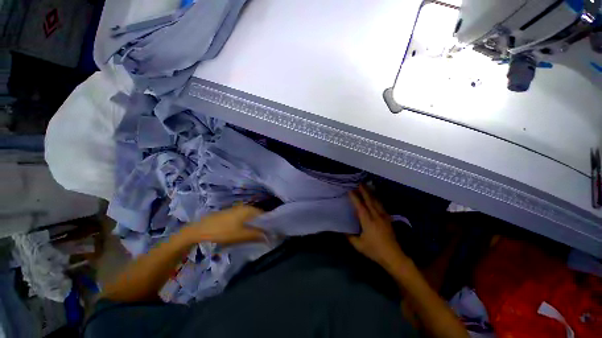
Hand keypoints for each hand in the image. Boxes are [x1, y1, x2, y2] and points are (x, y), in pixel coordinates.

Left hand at [183, 205, 265, 244]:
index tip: (271, 233)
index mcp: (249, 209)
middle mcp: (245, 207)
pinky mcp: (231, 214)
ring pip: (251, 218)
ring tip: (255, 236)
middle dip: (261, 225)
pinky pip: (244, 219)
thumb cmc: (222, 231)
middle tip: (263, 236)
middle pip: (258, 216)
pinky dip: (247, 225)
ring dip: (254, 226)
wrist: (199, 230)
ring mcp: (237, 210)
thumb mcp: (241, 235)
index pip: (265, 215)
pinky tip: (244, 232)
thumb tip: (269, 237)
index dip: (269, 224)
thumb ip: (257, 235)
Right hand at [348, 185, 408, 269]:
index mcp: (367, 221)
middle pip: (369, 200)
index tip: (350, 190)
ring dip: (371, 193)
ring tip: (367, 186)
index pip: (360, 206)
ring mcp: (383, 217)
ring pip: (376, 201)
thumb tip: (342, 230)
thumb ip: (349, 236)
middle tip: (359, 183)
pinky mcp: (388, 219)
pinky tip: (375, 197)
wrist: (393, 256)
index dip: (355, 197)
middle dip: (364, 191)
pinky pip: (381, 205)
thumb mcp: (359, 245)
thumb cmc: (374, 250)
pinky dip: (377, 199)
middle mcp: (376, 216)